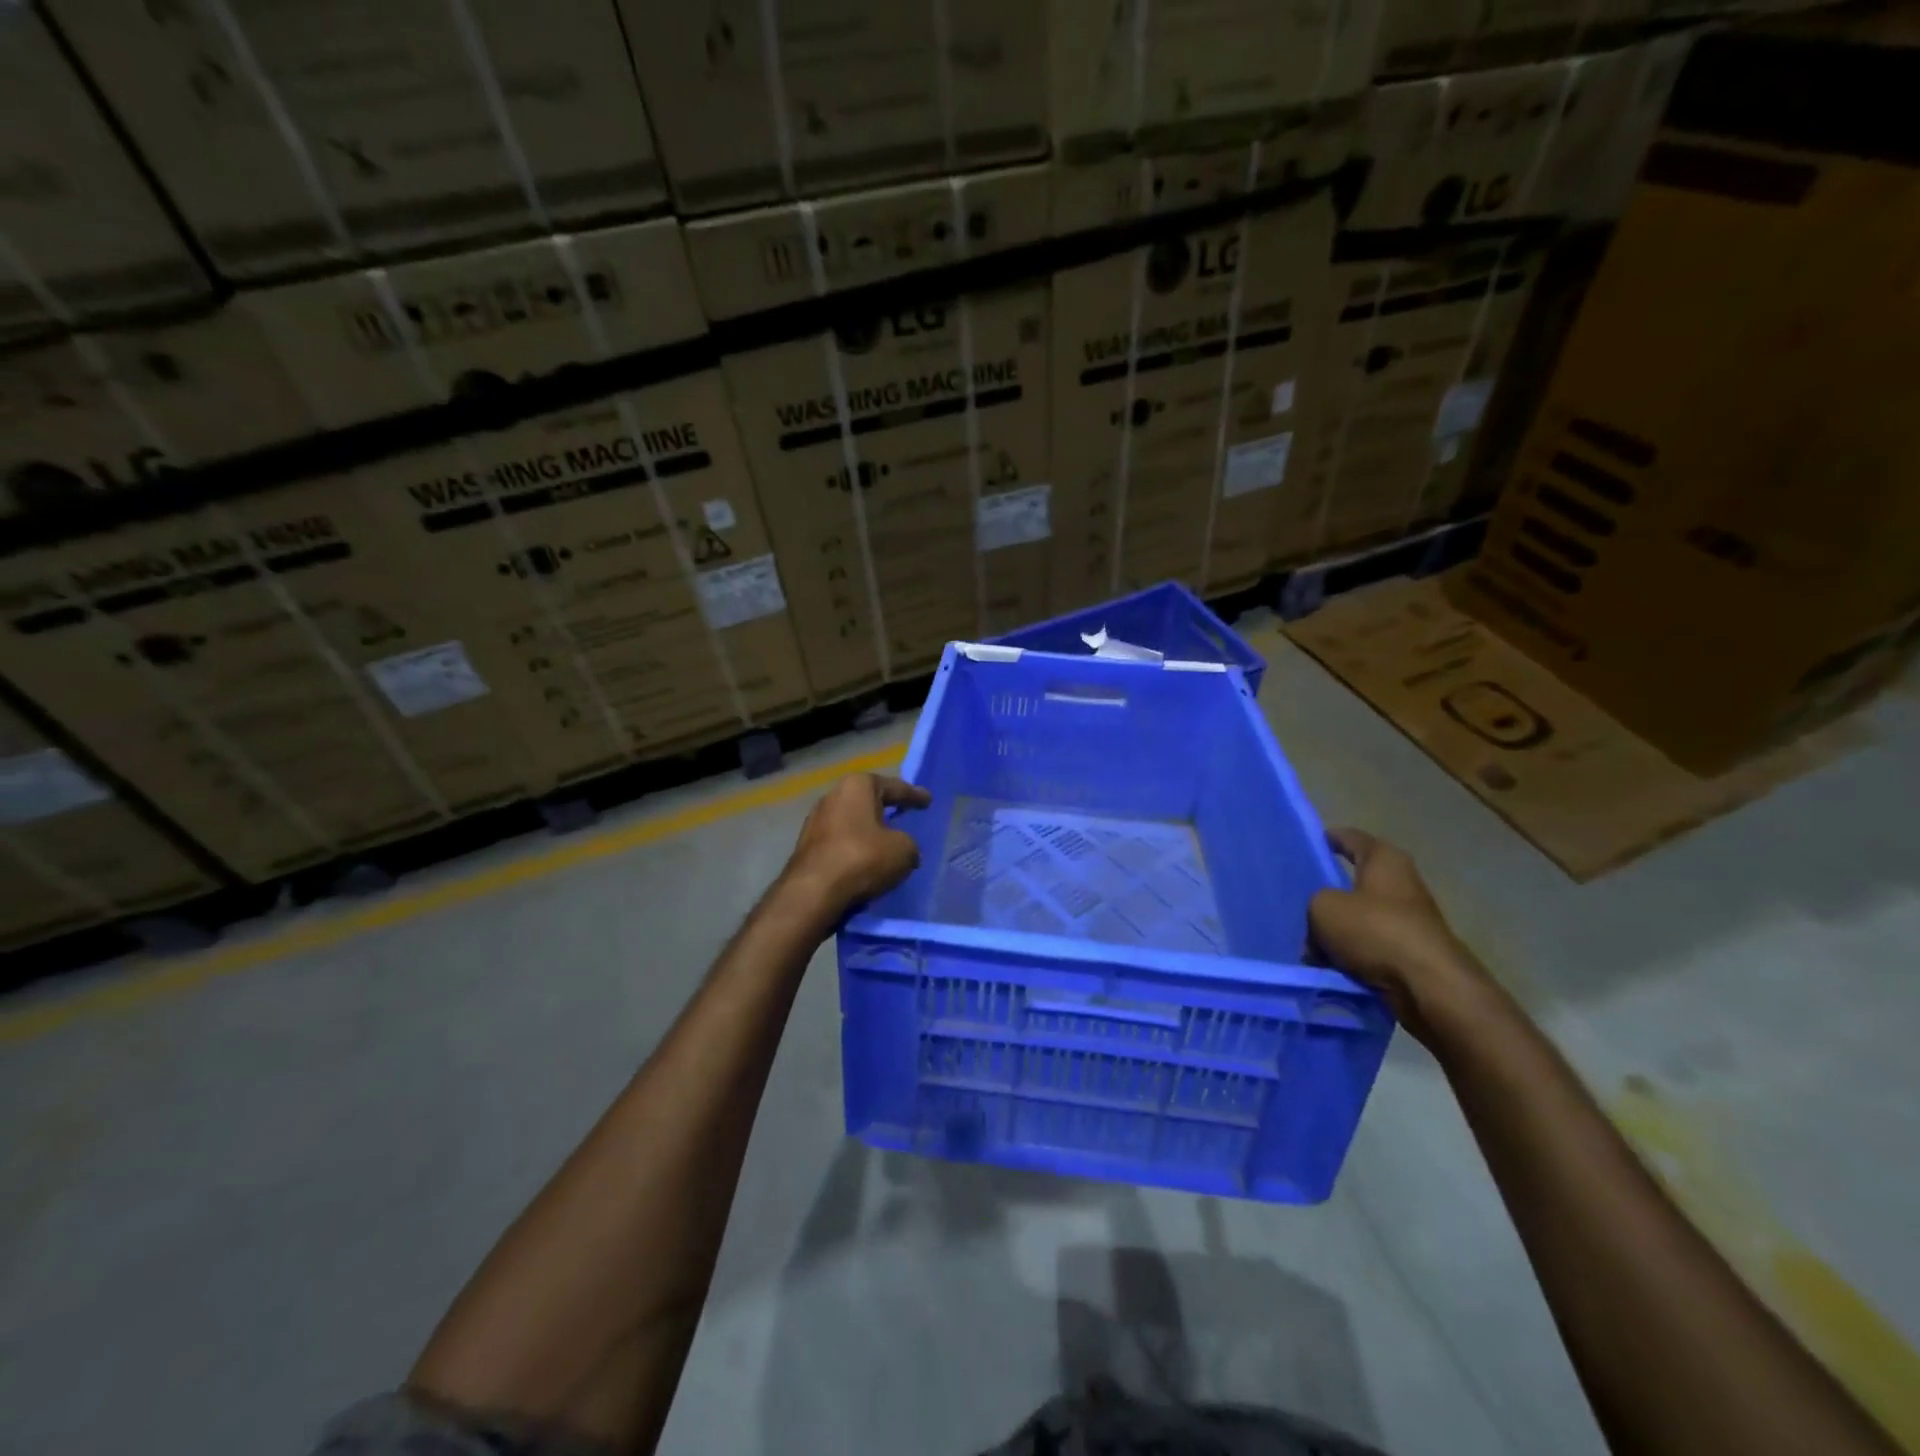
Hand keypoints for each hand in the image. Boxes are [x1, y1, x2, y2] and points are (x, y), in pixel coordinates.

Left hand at [786, 772, 931, 912]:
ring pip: (851, 822)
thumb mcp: (903, 850)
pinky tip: (865, 861)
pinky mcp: (806, 846)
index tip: (928, 800)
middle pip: (867, 801)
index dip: (914, 795)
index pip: (894, 787)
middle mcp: (832, 796)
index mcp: (857, 786)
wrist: (813, 892)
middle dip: (885, 809)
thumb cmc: (863, 858)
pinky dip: (854, 848)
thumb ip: (909, 843)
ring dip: (867, 831)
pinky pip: (840, 842)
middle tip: (904, 814)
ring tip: (886, 842)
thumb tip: (902, 849)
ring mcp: (815, 821)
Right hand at [1309, 828, 1492, 1041]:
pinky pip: (1368, 945)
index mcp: (1385, 859)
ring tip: (1305, 939)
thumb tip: (1319, 916)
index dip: (1327, 839)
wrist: (1428, 986)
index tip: (1305, 845)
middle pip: (1352, 881)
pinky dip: (1349, 952)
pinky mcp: (1410, 951)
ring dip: (1335, 928)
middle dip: (1326, 891)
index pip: (1350, 838)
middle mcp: (1401, 883)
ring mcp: (1408, 918)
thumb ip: (1313, 902)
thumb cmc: (1375, 930)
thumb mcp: (1323, 907)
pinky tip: (1326, 964)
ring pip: (1358, 916)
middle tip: (1296, 899)